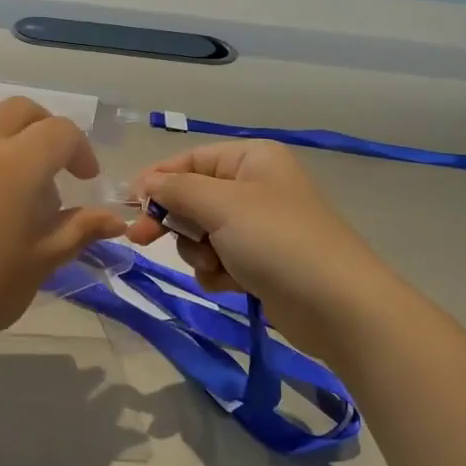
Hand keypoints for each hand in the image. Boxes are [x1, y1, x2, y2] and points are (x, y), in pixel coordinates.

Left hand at [0, 98, 127, 351]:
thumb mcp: (40, 261)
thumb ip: (79, 229)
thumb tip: (116, 219)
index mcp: (15, 165)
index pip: (61, 133)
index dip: (80, 151)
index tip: (84, 179)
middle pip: (21, 111)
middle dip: (45, 131)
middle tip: (51, 168)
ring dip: (4, 134)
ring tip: (5, 175)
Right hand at [127, 141, 396, 353]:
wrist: (336, 306)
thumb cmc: (277, 240)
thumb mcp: (221, 205)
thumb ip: (176, 190)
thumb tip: (145, 183)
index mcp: (252, 159)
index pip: (190, 160)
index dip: (157, 180)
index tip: (129, 205)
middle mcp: (255, 186)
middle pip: (193, 197)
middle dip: (175, 221)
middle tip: (142, 240)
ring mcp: (259, 227)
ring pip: (202, 233)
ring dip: (199, 251)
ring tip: (217, 265)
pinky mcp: (260, 263)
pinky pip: (219, 260)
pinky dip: (217, 272)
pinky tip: (231, 284)